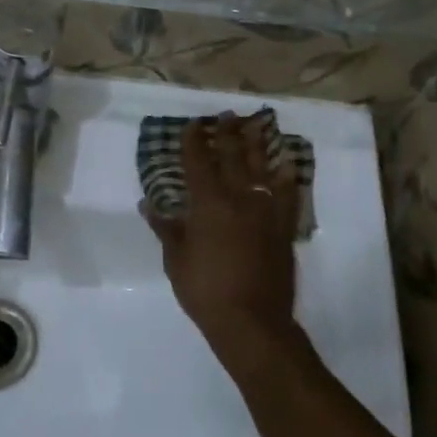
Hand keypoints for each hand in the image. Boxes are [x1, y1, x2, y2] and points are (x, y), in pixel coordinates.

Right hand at [146, 112, 302, 366]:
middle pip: (233, 155)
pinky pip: (288, 193)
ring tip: (257, 125)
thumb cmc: (205, 291)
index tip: (193, 124)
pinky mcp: (283, 226)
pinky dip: (288, 176)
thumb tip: (148, 204)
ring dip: (258, 143)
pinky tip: (287, 163)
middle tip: (227, 115)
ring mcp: (265, 210)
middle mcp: (238, 198)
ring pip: (262, 167)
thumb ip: (166, 228)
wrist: (252, 321)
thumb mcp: (176, 260)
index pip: (198, 161)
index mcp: (208, 204)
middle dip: (227, 133)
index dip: (194, 140)